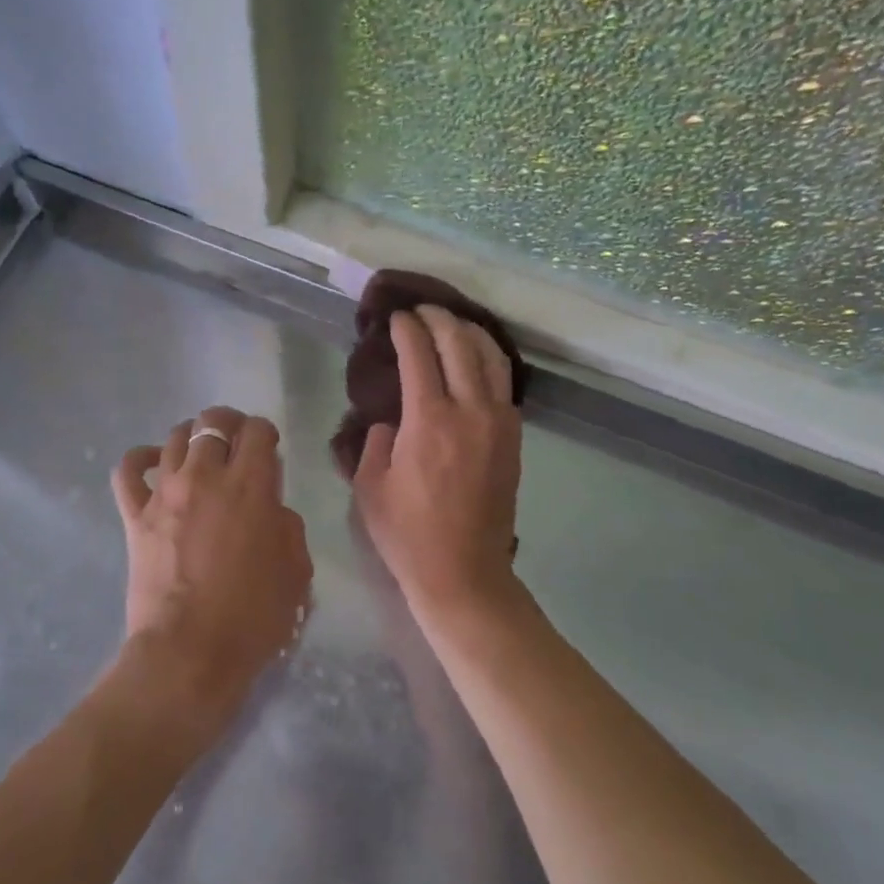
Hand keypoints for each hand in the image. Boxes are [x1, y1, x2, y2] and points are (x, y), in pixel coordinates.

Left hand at [112, 406, 311, 731]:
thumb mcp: (296, 572)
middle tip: (236, 443)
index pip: (257, 431)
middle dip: (229, 424)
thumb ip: (288, 528)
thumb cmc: (252, 617)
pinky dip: (141, 459)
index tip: (269, 449)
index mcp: (250, 486)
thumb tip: (272, 510)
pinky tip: (154, 463)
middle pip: (212, 422)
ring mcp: (165, 493)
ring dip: (192, 437)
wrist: (189, 653)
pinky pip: (129, 470)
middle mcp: (205, 477)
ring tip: (201, 454)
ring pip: (174, 437)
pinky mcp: (135, 516)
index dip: (265, 433)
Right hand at [353, 308, 521, 617]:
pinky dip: (489, 360)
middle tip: (421, 310)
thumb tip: (390, 421)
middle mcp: (470, 411)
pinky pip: (503, 384)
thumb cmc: (407, 534)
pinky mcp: (513, 438)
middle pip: (460, 344)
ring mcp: (499, 423)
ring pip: (491, 358)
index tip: (395, 317)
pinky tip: (476, 358)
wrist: (464, 572)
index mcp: (429, 420)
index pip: (419, 355)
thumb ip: (375, 442)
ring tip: (451, 323)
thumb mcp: (370, 487)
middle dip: (439, 319)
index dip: (406, 329)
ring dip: (470, 332)